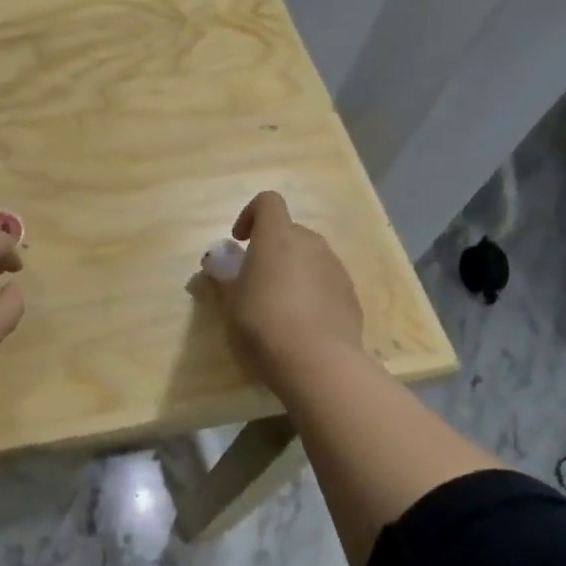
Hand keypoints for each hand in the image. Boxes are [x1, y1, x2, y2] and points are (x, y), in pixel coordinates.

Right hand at [210, 191, 364, 386]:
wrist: (318, 363)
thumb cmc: (263, 325)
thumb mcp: (229, 304)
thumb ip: (222, 281)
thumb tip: (215, 269)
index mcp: (277, 238)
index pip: (268, 202)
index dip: (250, 214)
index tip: (239, 241)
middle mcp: (310, 244)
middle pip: (290, 231)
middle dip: (272, 247)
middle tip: (255, 279)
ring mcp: (335, 268)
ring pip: (310, 257)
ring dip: (293, 269)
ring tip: (279, 304)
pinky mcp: (351, 295)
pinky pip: (326, 281)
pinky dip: (312, 291)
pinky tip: (302, 323)